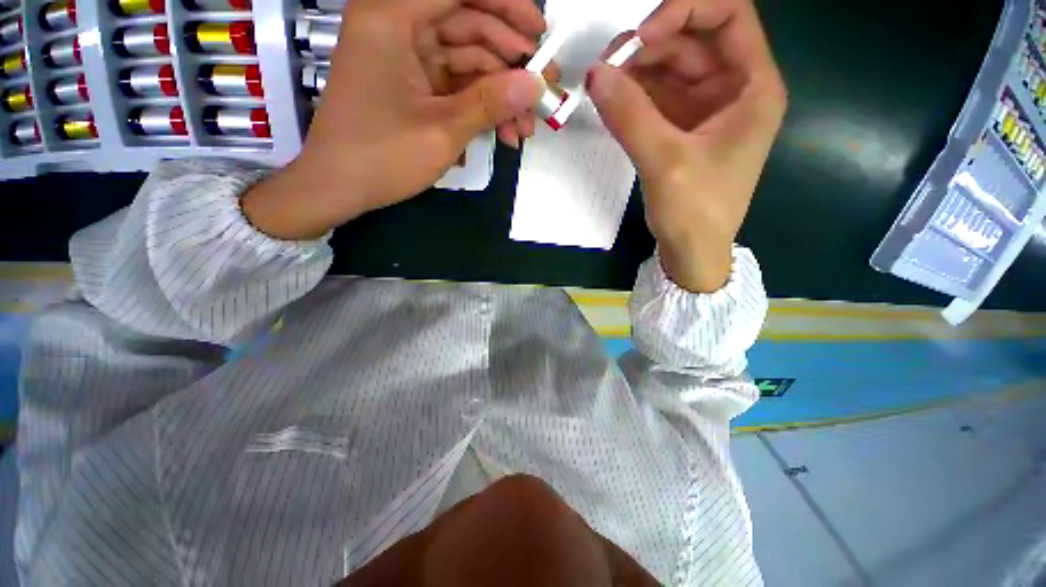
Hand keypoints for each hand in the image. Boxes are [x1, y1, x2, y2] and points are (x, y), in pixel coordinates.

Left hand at [243, 0, 545, 239]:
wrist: (340, 188)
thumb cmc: (381, 157)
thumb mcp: (442, 131)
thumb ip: (490, 103)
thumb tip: (536, 84)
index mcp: (392, 17)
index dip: (506, 5)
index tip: (541, 32)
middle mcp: (398, 27)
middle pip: (468, 25)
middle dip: (510, 62)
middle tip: (541, 92)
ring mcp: (406, 59)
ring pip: (468, 62)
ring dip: (500, 94)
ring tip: (524, 128)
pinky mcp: (414, 86)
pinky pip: (457, 85)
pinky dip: (482, 107)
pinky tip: (504, 133)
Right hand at [588, 0, 785, 292]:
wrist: (692, 253)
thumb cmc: (695, 212)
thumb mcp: (665, 162)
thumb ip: (630, 116)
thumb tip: (595, 75)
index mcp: (752, 88)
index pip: (729, 17)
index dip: (687, 10)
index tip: (642, 37)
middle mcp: (732, 90)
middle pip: (693, 41)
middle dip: (651, 44)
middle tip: (608, 63)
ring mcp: (705, 110)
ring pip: (671, 69)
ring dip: (637, 70)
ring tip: (603, 81)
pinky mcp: (682, 130)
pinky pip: (658, 98)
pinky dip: (634, 95)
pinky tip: (612, 99)